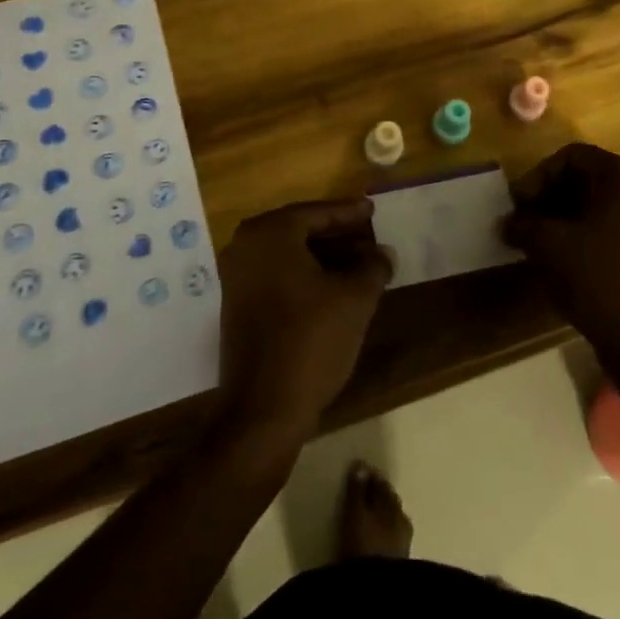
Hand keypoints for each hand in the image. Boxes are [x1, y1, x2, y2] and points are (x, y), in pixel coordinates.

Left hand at [214, 199, 393, 451]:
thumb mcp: (355, 299)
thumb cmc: (310, 341)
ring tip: (361, 262)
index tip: (372, 209)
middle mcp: (246, 246)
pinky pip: (277, 274)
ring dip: (323, 256)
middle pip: (300, 230)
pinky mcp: (237, 304)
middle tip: (369, 234)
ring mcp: (237, 276)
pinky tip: (334, 286)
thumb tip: (383, 252)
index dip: (348, 213)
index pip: (316, 212)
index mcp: (270, 234)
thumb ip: (373, 267)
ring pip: (288, 254)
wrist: (263, 409)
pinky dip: (305, 274)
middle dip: (337, 234)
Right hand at [502, 143, 619, 342]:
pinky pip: (617, 227)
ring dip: (568, 217)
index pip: (573, 157)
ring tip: (542, 241)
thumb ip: (523, 224)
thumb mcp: (548, 244)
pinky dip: (589, 234)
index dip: (538, 176)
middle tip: (526, 220)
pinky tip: (568, 259)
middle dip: (552, 196)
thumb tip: (507, 223)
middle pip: (589, 178)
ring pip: (603, 205)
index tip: (518, 204)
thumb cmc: (597, 277)